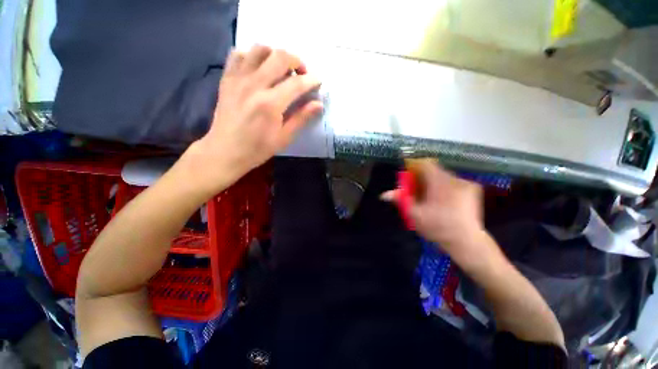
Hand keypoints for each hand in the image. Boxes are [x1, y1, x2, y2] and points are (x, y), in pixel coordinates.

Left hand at [186, 45, 322, 193]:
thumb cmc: (258, 148)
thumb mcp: (284, 138)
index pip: (297, 83)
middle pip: (280, 57)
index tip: (318, 82)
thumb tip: (319, 104)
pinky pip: (239, 54)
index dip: (312, 80)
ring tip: (281, 69)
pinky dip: (252, 55)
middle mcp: (254, 85)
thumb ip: (301, 118)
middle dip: (297, 61)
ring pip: (259, 49)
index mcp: (270, 104)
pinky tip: (259, 68)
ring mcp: (238, 79)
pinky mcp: (227, 78)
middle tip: (302, 74)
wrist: (225, 151)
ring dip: (275, 55)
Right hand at [382, 159, 485, 262]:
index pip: (425, 163)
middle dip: (421, 177)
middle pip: (433, 169)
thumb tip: (384, 194)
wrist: (467, 242)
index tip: (407, 177)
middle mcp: (454, 179)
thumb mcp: (414, 215)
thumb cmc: (438, 228)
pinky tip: (443, 200)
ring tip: (429, 198)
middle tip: (415, 190)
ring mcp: (466, 183)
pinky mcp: (473, 189)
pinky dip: (444, 186)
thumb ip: (400, 200)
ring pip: (443, 175)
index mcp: (439, 183)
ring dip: (433, 182)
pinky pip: (453, 181)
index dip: (413, 166)